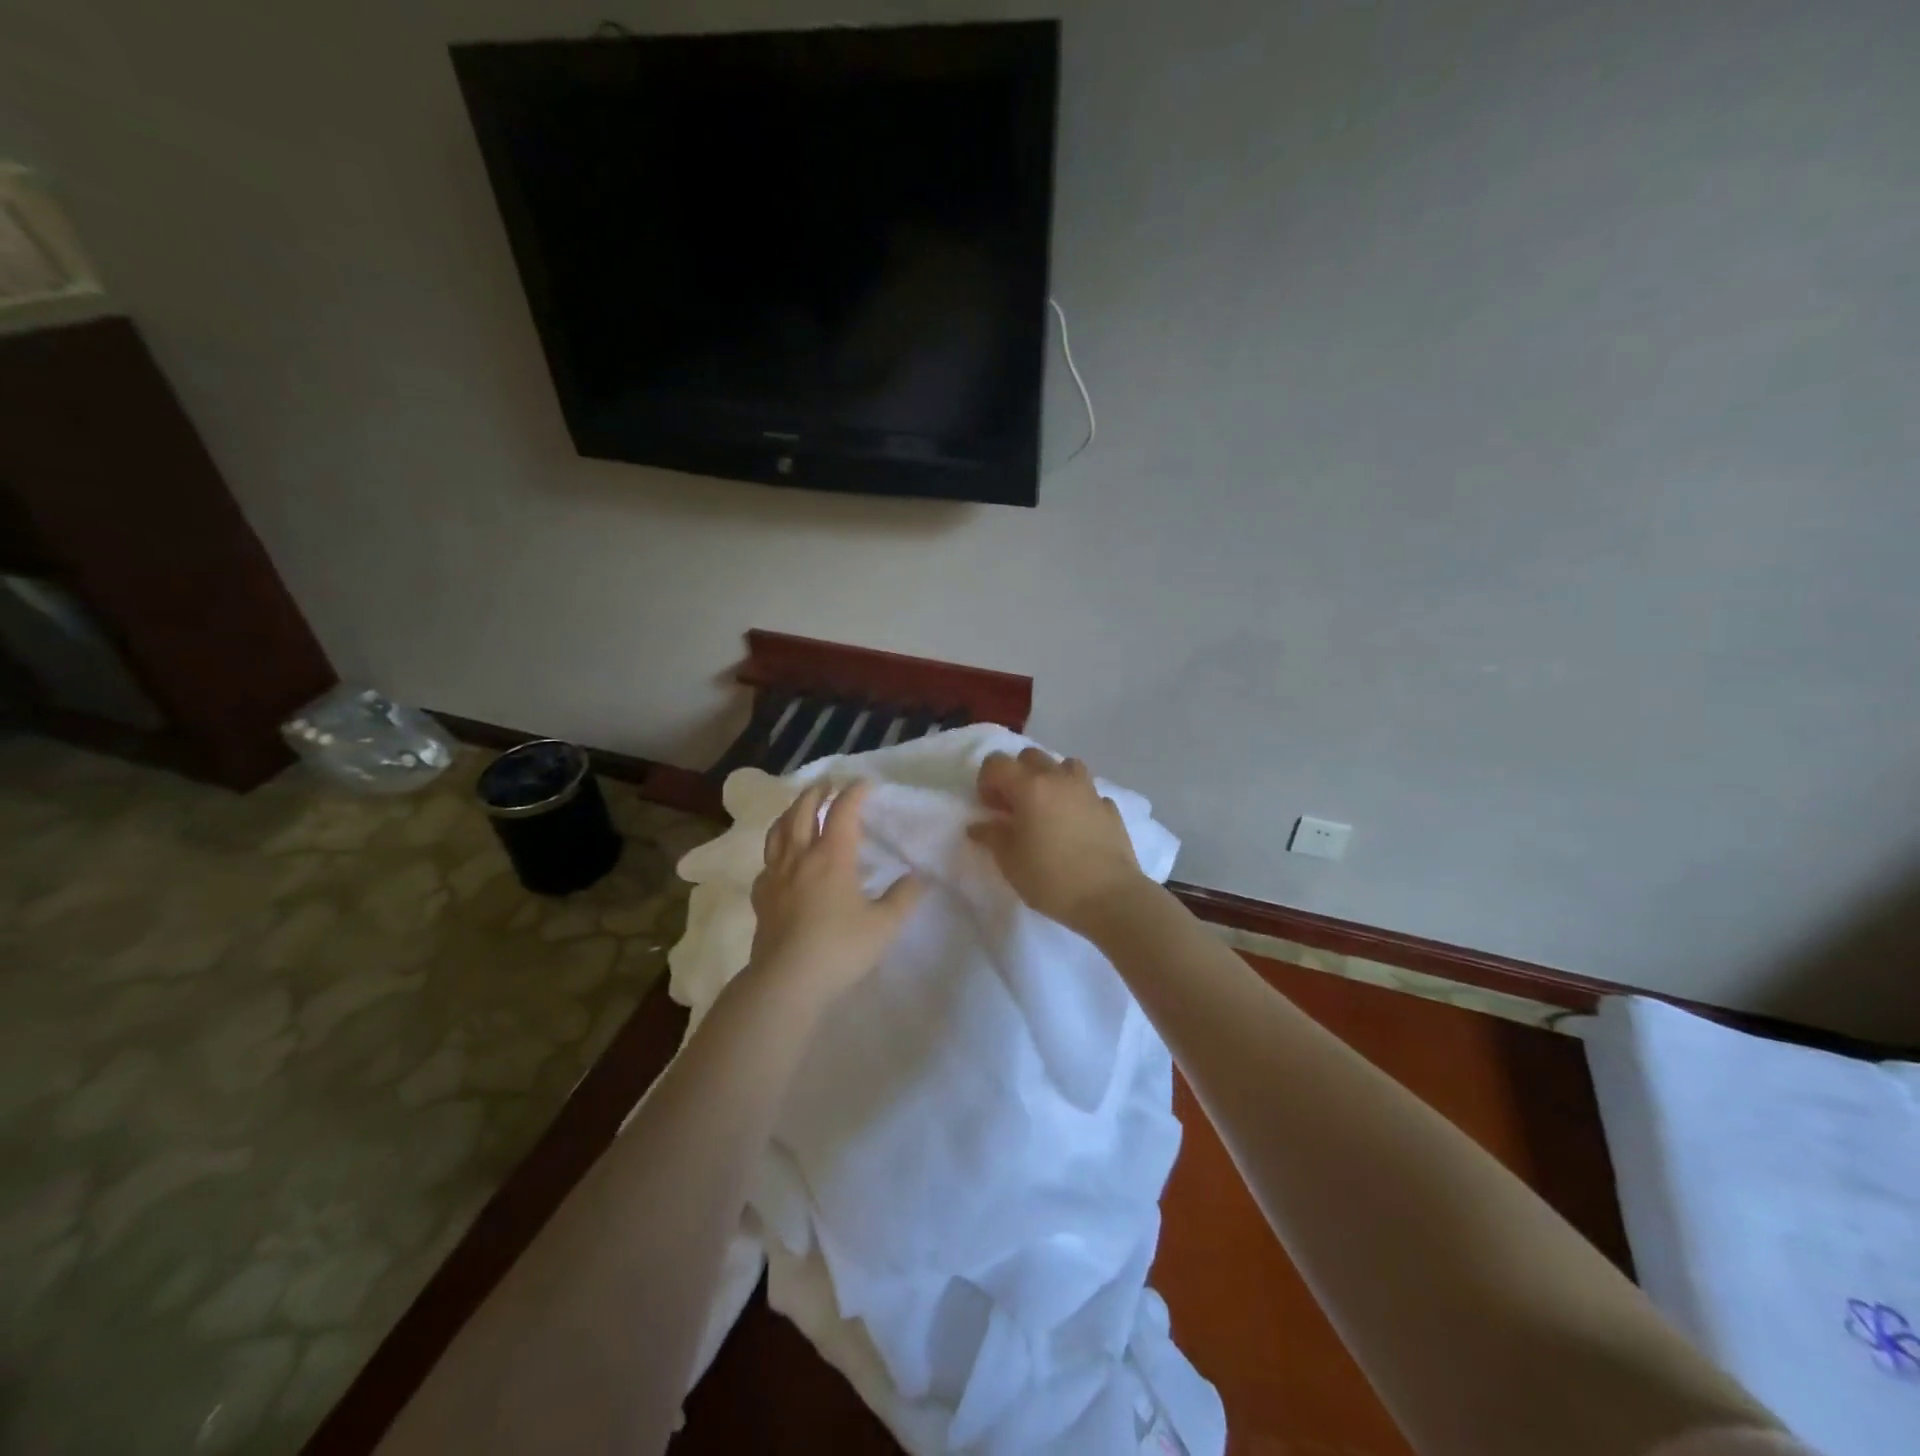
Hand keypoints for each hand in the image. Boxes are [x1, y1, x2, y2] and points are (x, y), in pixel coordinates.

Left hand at [747, 780, 922, 1009]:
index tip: (865, 783)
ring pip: (778, 831)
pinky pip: (766, 863)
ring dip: (790, 812)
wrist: (786, 981)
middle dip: (816, 793)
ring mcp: (775, 876)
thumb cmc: (840, 948)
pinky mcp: (761, 897)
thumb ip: (903, 898)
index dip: (854, 792)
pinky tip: (780, 861)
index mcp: (832, 856)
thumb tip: (917, 877)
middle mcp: (800, 857)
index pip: (842, 811)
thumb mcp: (884, 925)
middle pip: (802, 811)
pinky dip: (775, 851)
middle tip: (827, 784)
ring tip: (798, 808)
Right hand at [968, 749, 1148, 932]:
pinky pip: (1088, 792)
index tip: (989, 808)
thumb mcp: (1010, 862)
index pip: (997, 763)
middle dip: (1017, 775)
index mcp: (1030, 787)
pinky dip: (1077, 801)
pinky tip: (1076, 826)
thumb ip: (991, 836)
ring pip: (1065, 766)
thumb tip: (978, 826)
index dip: (986, 781)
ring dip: (1051, 779)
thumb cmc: (1051, 878)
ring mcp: (1088, 791)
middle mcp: (1059, 779)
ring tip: (1048, 809)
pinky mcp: (1109, 808)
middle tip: (1015, 807)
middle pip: (1031, 756)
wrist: (1109, 897)